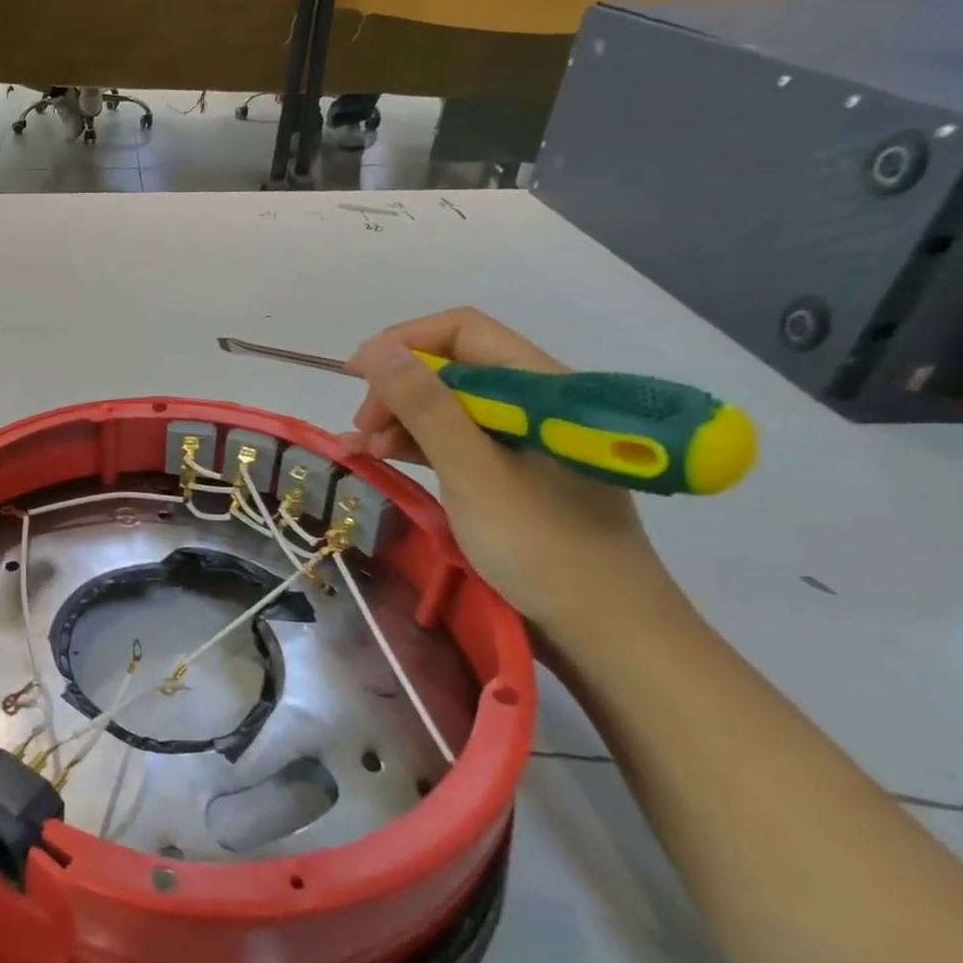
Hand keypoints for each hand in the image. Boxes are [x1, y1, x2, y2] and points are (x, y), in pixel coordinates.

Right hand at [343, 309, 682, 638]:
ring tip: (365, 452)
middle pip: (453, 366)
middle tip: (364, 430)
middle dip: (398, 388)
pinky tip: (382, 459)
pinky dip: (417, 444)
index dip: (404, 343)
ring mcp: (525, 437)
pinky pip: (457, 437)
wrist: (607, 631)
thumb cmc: (542, 547)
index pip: (464, 331)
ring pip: (449, 403)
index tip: (356, 375)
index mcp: (541, 387)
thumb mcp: (473, 473)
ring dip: (401, 418)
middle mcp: (536, 401)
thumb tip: (376, 349)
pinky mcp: (515, 469)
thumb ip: (426, 407)